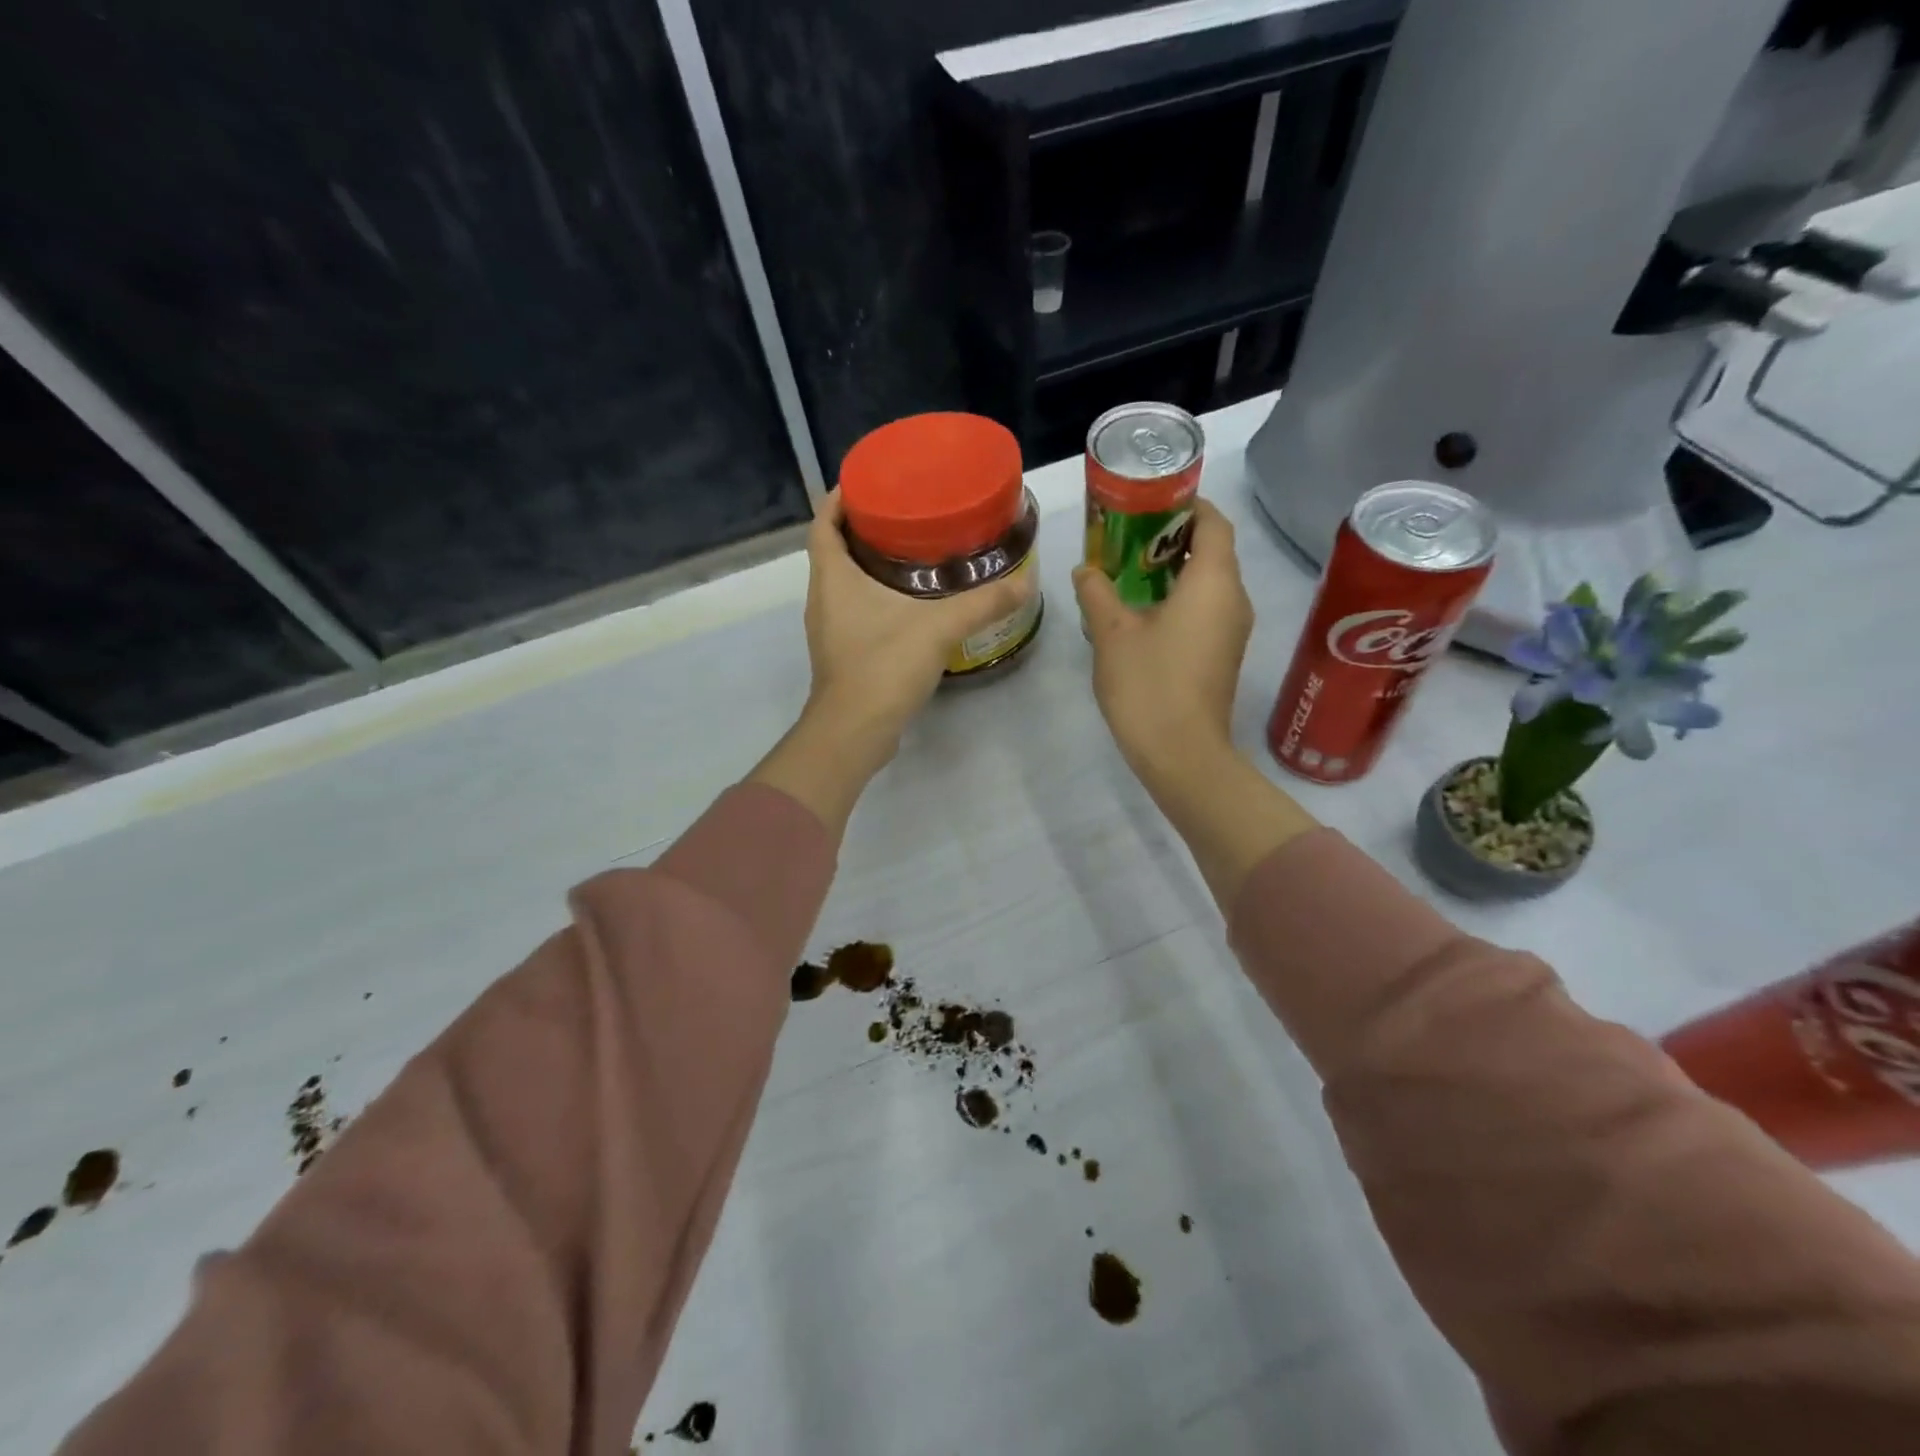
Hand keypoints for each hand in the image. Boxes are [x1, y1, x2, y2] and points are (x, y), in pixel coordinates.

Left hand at [801, 490, 1034, 758]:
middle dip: (862, 528)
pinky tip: (910, 603)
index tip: (867, 481)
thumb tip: (1026, 581)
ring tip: (912, 552)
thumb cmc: (883, 666)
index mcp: (832, 578)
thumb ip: (983, 604)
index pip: (823, 522)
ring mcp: (830, 629)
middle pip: (833, 549)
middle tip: (904, 513)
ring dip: (868, 564)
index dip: (839, 498)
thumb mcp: (938, 627)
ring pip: (844, 583)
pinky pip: (854, 611)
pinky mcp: (843, 654)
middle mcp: (823, 598)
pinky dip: (875, 597)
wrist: (854, 732)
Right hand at [1074, 499, 1253, 790]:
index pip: (1214, 522)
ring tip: (1130, 569)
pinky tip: (1143, 610)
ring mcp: (1232, 630)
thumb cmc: (1149, 684)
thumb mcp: (1112, 633)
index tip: (1150, 502)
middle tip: (1128, 534)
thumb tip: (1085, 569)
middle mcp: (1234, 599)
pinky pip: (1207, 609)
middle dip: (1174, 536)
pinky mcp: (1223, 655)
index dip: (1186, 505)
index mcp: (1214, 581)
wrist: (1182, 754)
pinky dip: (1181, 598)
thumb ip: (1097, 592)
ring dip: (1175, 570)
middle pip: (1214, 550)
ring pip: (1210, 582)